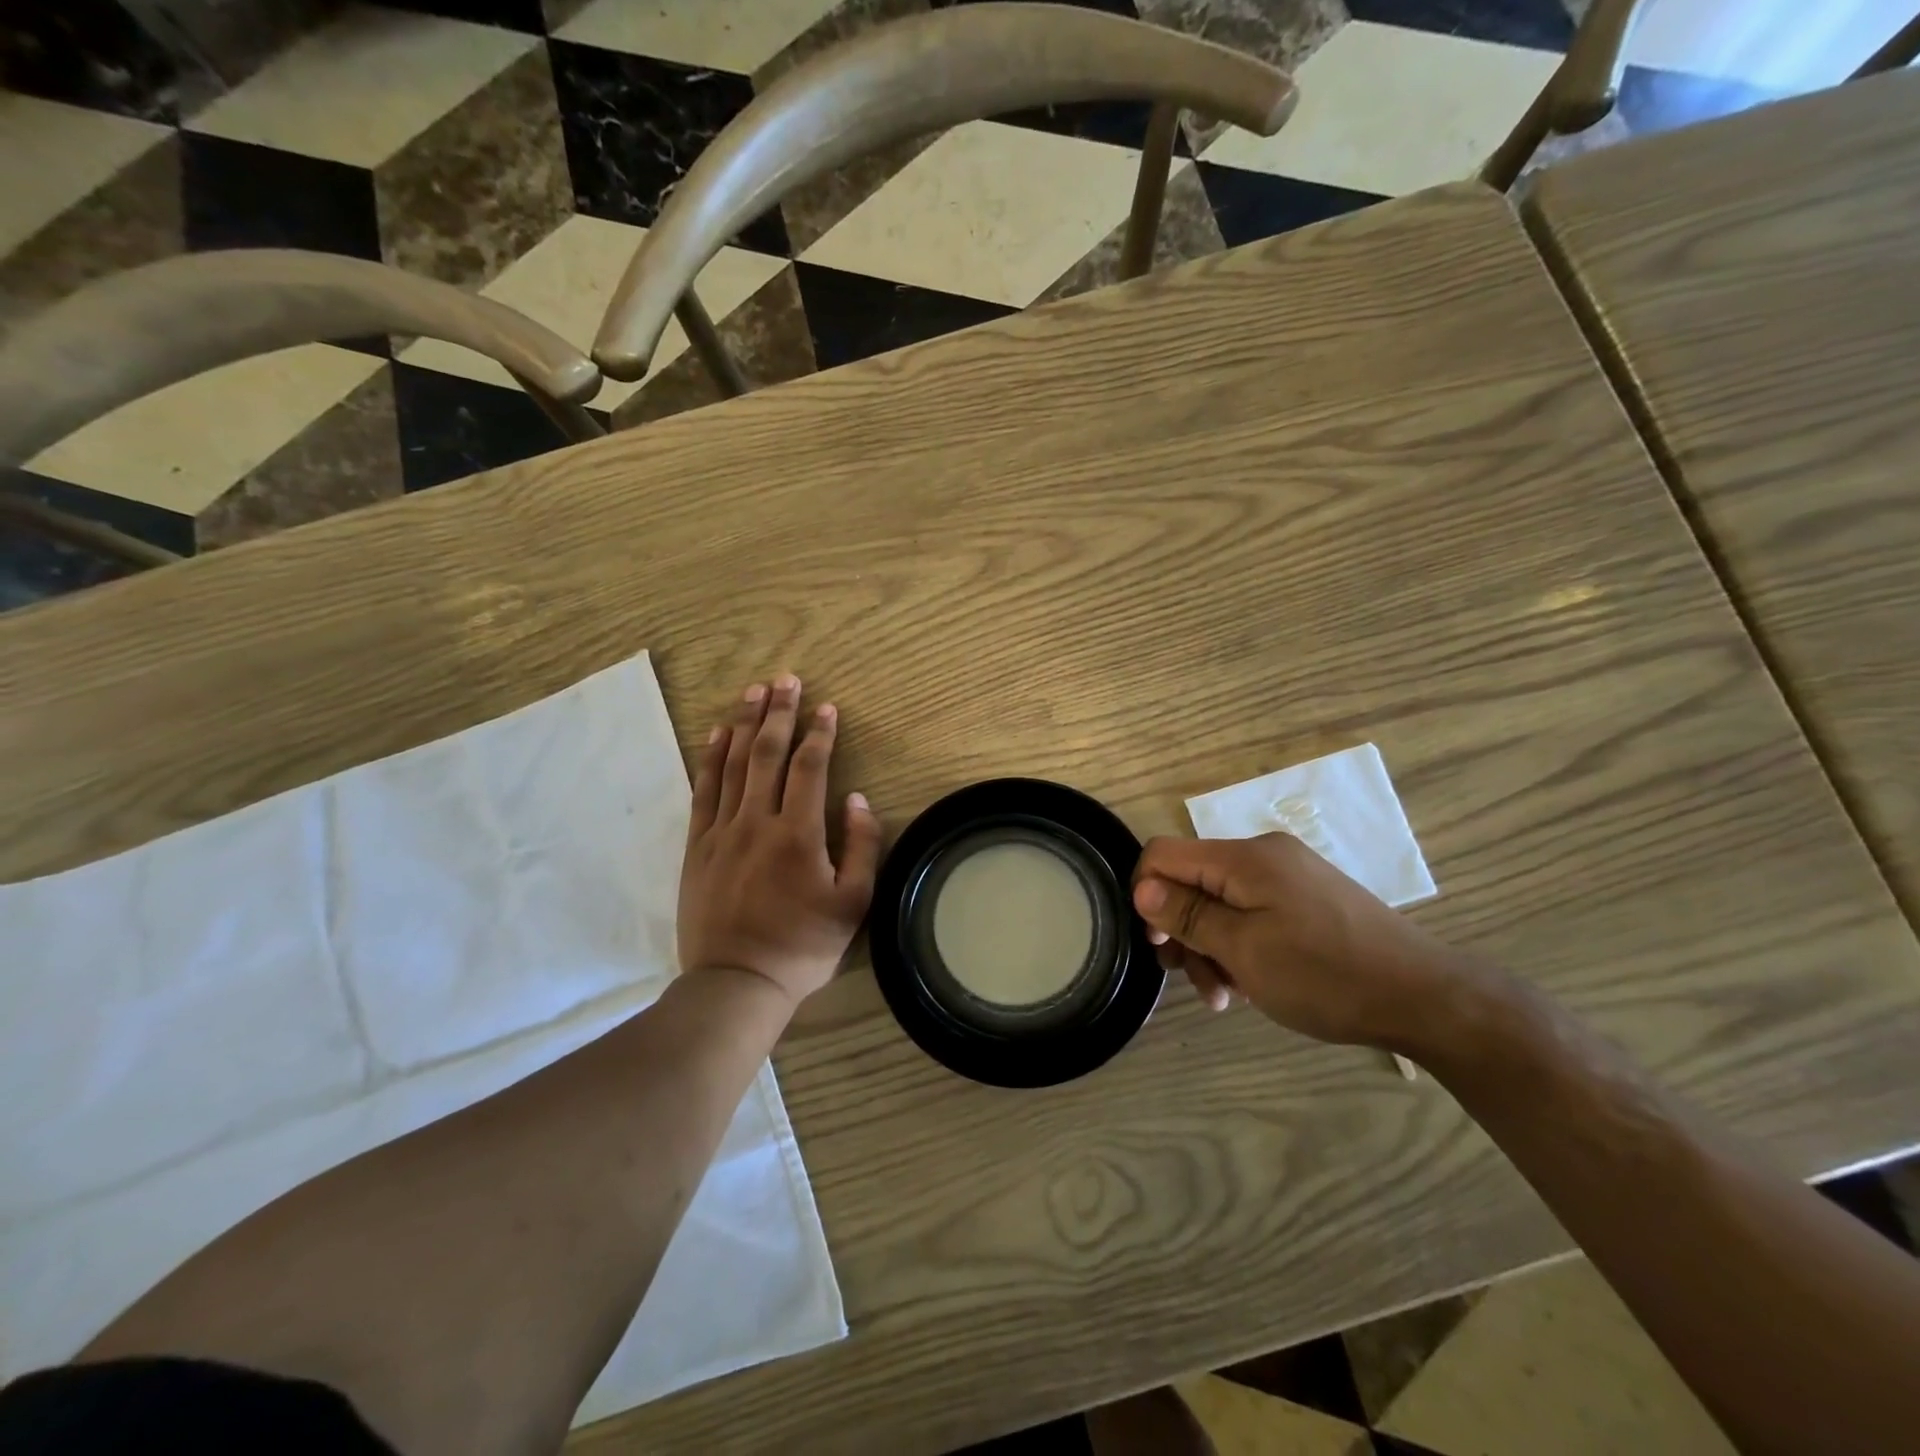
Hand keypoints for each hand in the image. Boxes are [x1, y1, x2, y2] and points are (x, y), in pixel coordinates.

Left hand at [678, 674, 881, 1006]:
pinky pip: (703, 790)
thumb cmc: (802, 946)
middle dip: (778, 713)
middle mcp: (757, 821)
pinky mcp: (697, 846)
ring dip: (744, 723)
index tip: (826, 707)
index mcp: (798, 834)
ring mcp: (721, 831)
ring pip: (733, 764)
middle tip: (785, 679)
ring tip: (753, 691)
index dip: (819, 733)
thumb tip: (857, 799)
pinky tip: (717, 734)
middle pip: (767, 753)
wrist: (735, 983)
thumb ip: (861, 847)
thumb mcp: (852, 904)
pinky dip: (710, 758)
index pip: (809, 768)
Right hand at [1131, 833, 1473, 1049]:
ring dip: (1210, 947)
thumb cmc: (1325, 975)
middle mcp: (1263, 857)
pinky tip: (1249, 986)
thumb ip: (1188, 915)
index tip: (1160, 944)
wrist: (1426, 998)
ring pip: (1221, 903)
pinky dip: (1240, 946)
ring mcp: (1288, 878)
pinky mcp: (1306, 900)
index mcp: (1245, 858)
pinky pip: (1252, 914)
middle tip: (1189, 979)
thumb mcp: (1244, 950)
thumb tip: (1141, 888)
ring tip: (1223, 998)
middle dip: (1181, 930)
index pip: (1164, 853)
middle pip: (1192, 881)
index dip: (1147, 894)